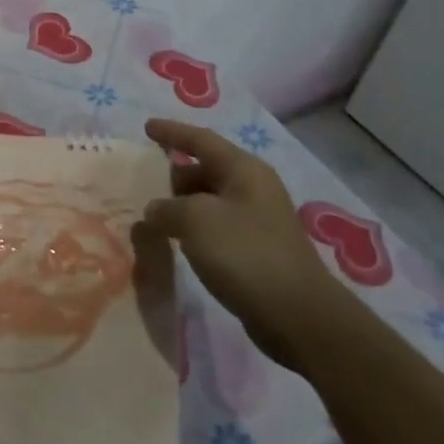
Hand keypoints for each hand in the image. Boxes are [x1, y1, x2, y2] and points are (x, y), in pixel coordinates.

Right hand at [141, 117, 352, 369]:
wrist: (299, 317)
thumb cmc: (245, 253)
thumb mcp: (194, 220)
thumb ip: (166, 208)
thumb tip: (156, 211)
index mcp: (244, 170)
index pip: (201, 140)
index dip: (172, 132)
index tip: (146, 127)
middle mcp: (253, 189)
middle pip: (205, 170)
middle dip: (174, 175)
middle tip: (143, 184)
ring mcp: (258, 221)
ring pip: (209, 201)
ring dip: (181, 206)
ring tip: (152, 217)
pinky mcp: (256, 251)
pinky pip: (216, 228)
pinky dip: (193, 229)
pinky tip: (176, 243)